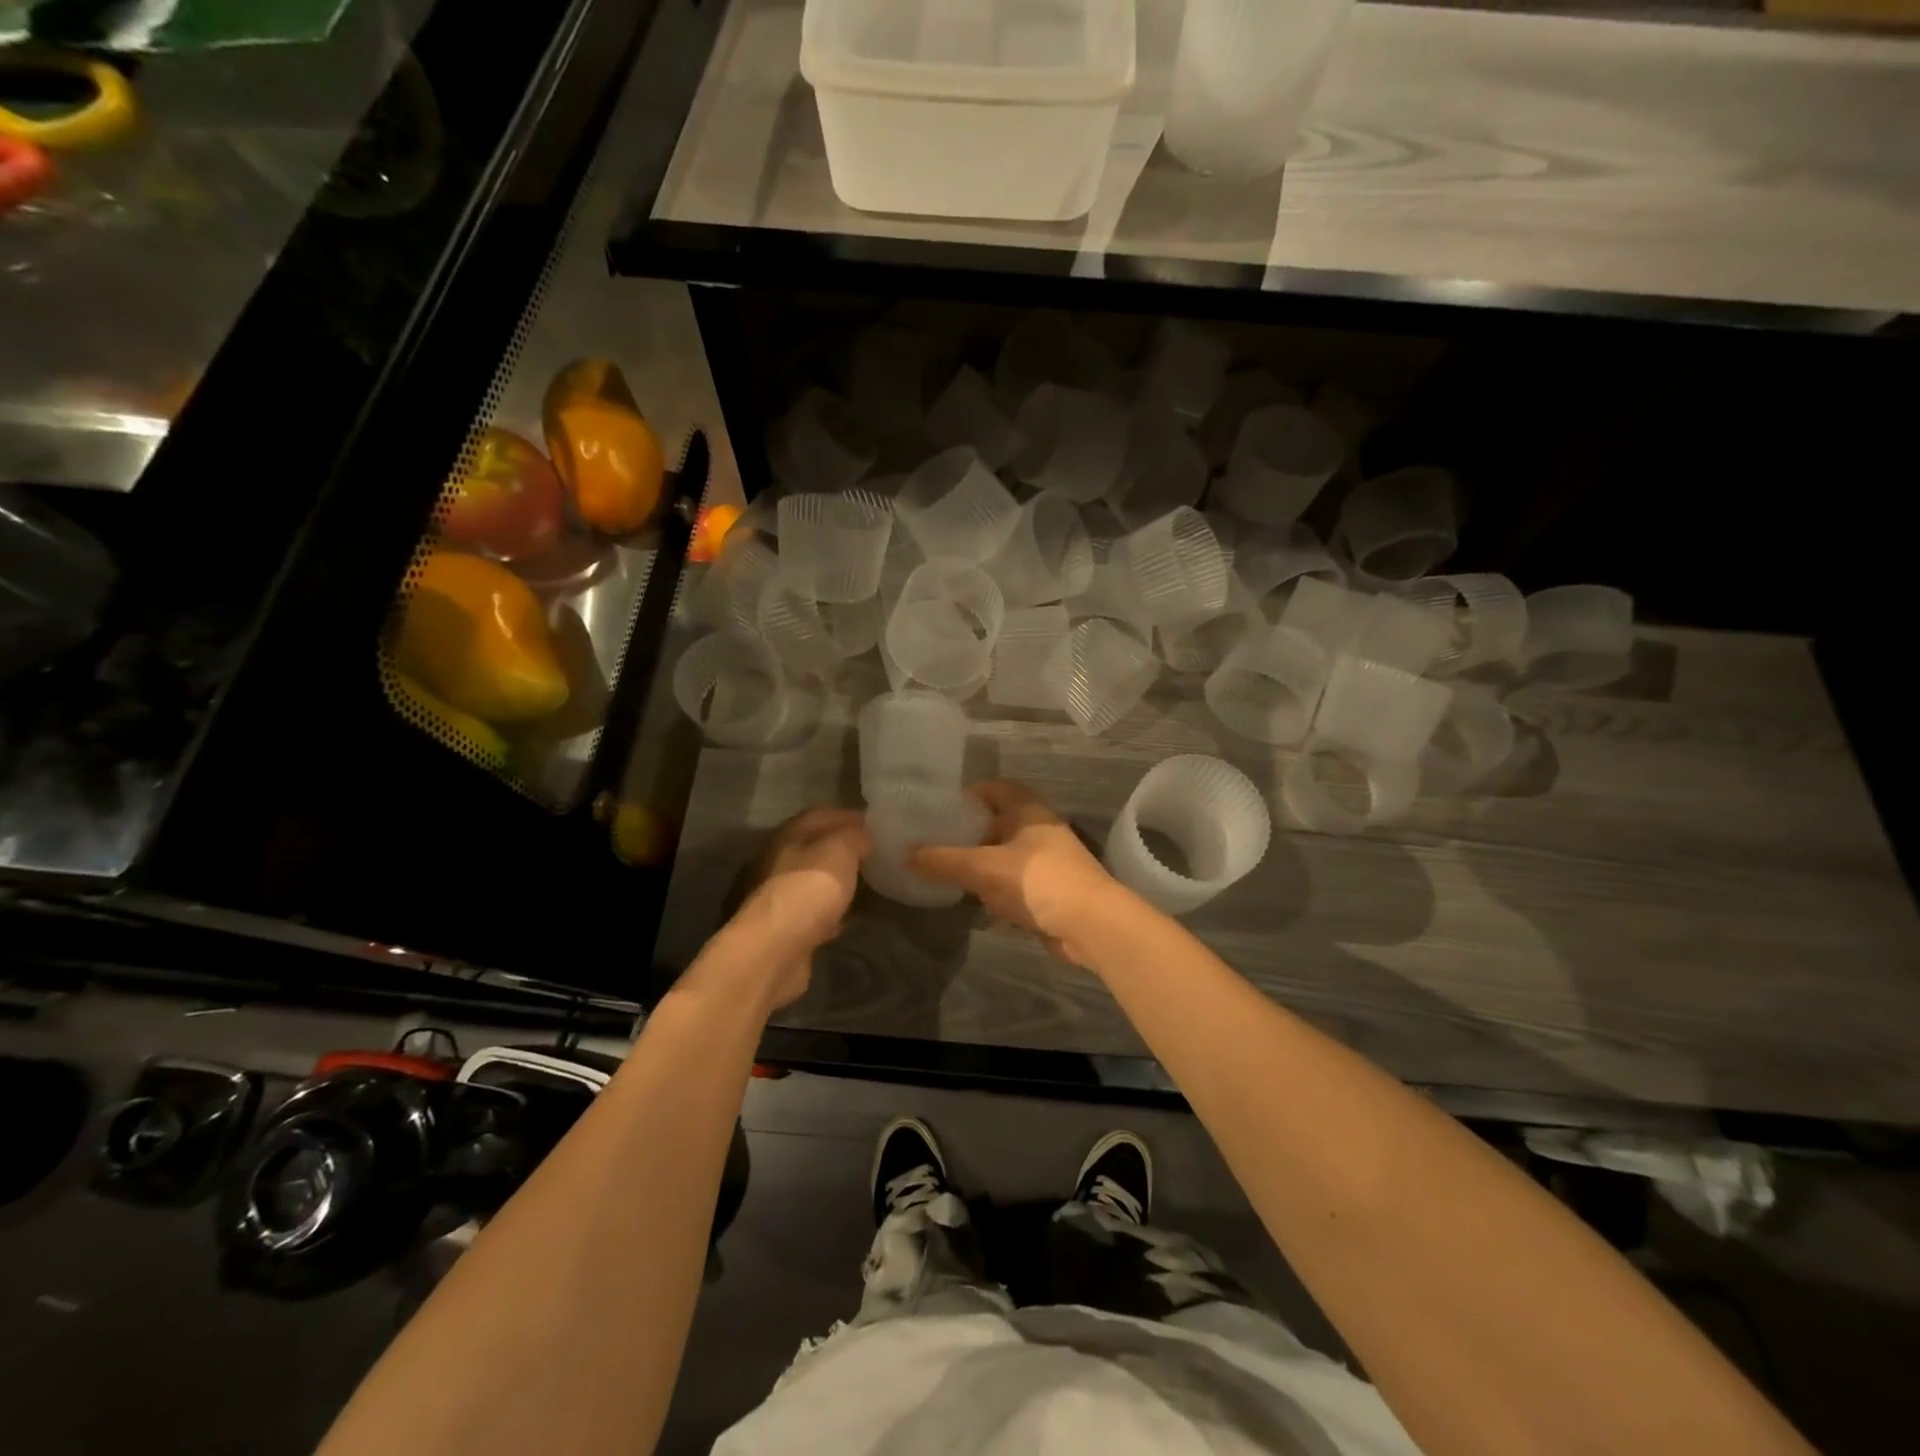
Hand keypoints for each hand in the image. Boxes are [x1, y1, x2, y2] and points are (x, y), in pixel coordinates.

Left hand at [718, 807, 869, 1012]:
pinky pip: (814, 912)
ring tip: (868, 884)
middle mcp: (778, 861)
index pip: (821, 815)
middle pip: (816, 847)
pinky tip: (849, 916)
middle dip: (845, 849)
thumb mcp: (840, 850)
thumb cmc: (808, 890)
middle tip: (877, 854)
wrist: (774, 951)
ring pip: (815, 880)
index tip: (878, 824)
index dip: (849, 816)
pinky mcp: (786, 928)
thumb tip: (863, 837)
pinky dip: (832, 911)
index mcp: (788, 835)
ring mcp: (780, 896)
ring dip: (839, 881)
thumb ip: (854, 837)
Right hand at [910, 781, 1118, 964]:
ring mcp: (1048, 861)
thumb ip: (943, 860)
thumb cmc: (1037, 881)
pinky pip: (1015, 882)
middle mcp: (1039, 829)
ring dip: (981, 864)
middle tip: (935, 843)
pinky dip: (996, 889)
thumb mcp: (982, 868)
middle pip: (998, 823)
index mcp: (1028, 810)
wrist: (1091, 925)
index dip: (968, 795)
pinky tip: (977, 903)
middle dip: (969, 833)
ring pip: (1006, 855)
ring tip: (948, 873)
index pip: (994, 788)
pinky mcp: (1050, 890)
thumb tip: (905, 852)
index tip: (940, 810)